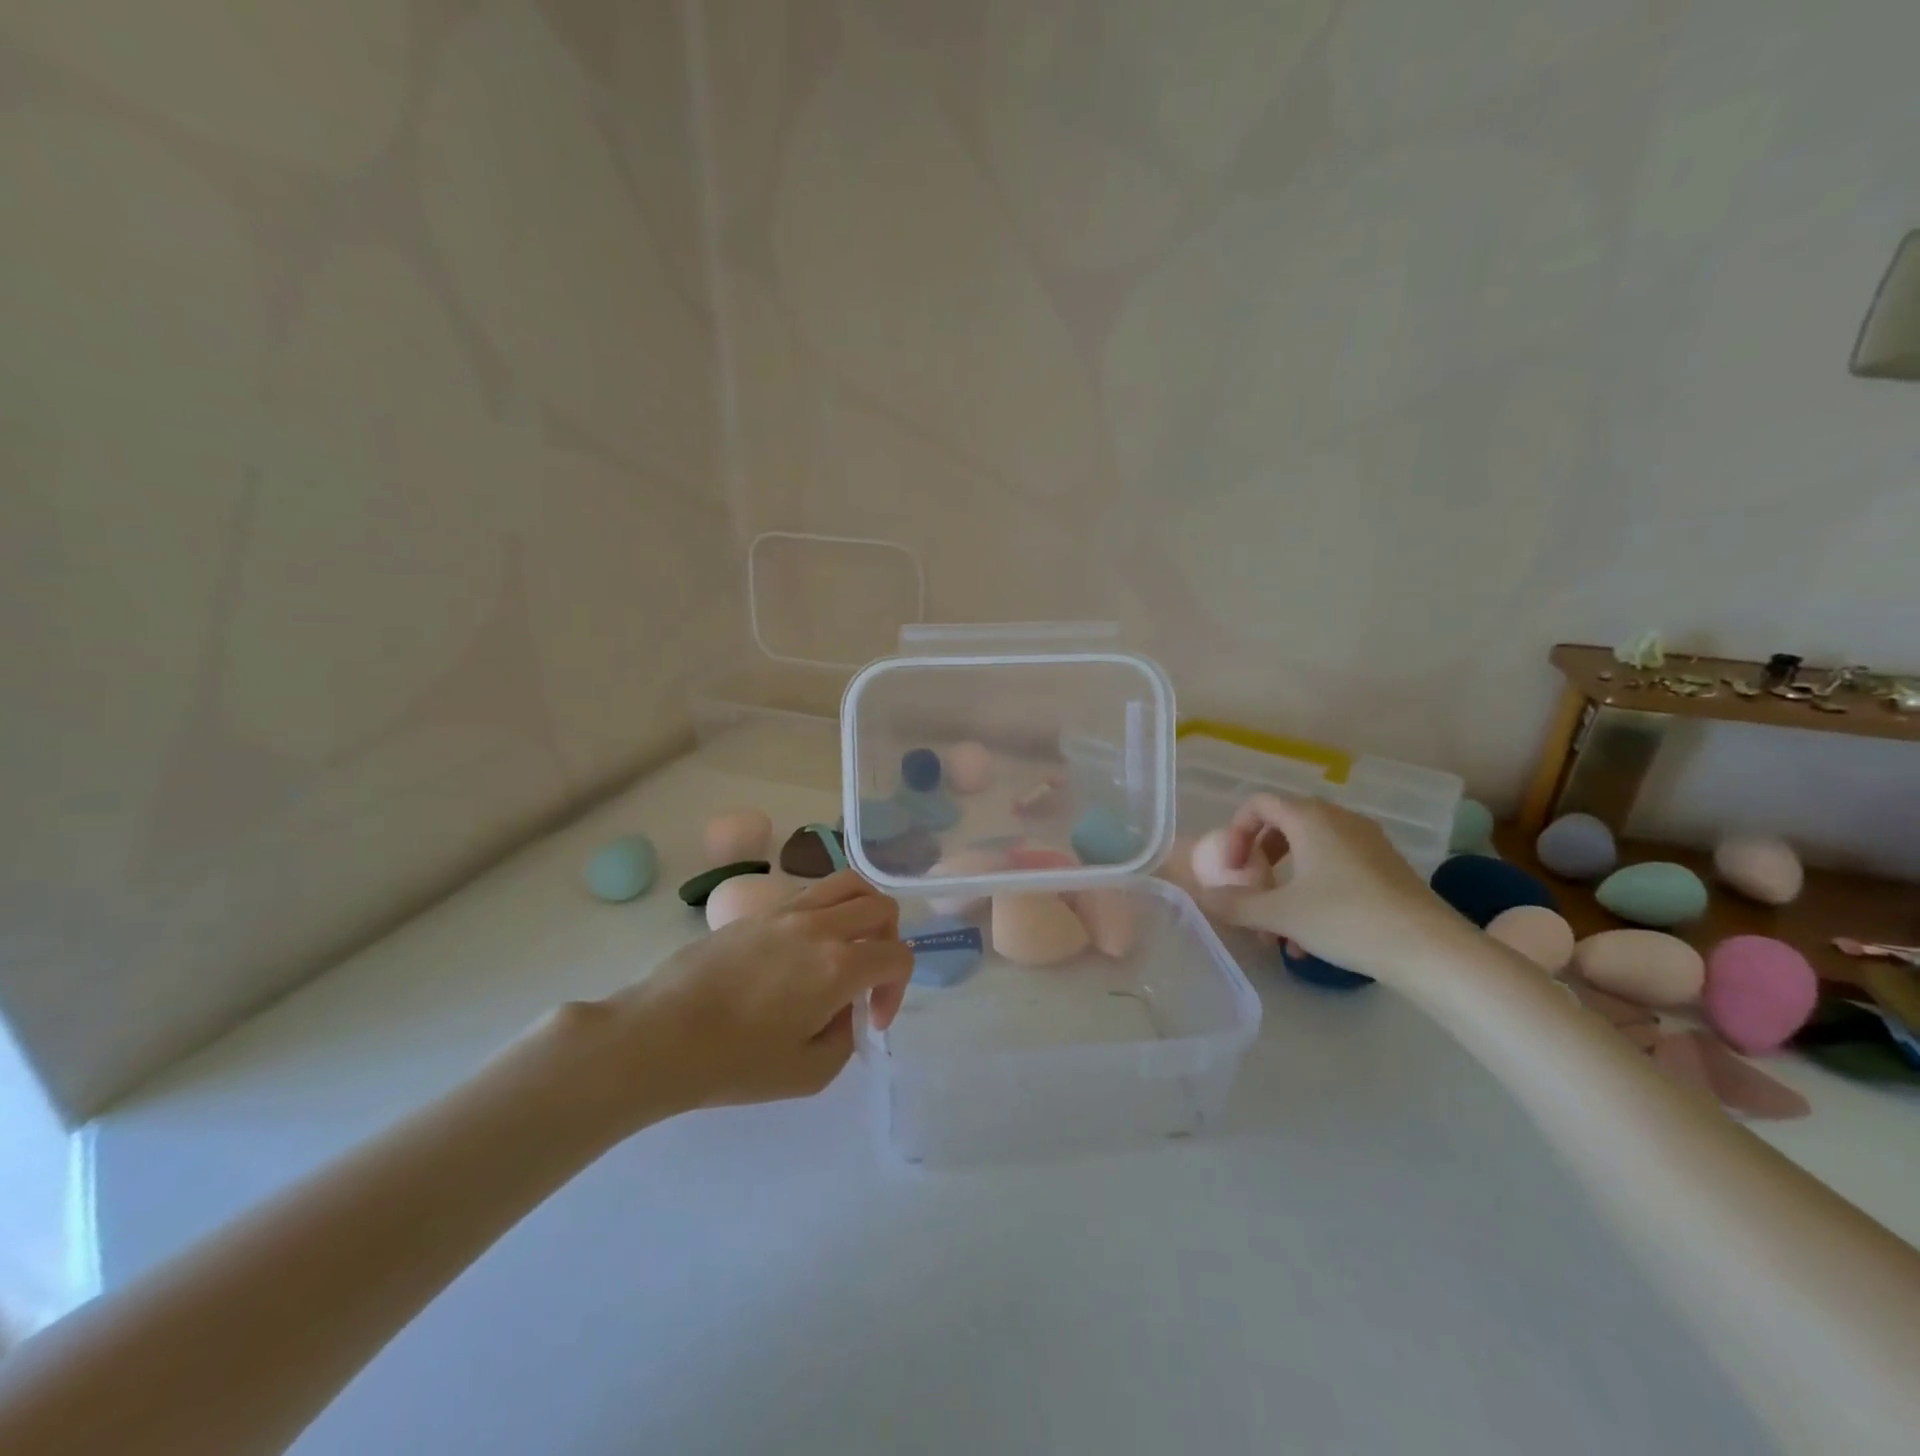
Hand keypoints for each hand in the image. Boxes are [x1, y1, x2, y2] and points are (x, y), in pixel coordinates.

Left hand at [571, 872, 911, 1123]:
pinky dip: (830, 908)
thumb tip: (845, 1011)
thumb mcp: (808, 1074)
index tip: (870, 1020)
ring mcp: (788, 910)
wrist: (660, 1035)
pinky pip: (813, 891)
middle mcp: (820, 925)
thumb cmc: (734, 1062)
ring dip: (864, 912)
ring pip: (849, 883)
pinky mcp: (760, 910)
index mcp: (839, 965)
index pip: (898, 956)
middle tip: (867, 979)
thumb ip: (845, 1039)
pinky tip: (809, 944)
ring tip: (850, 944)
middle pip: (881, 907)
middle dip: (888, 943)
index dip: (897, 989)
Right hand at [1214, 794, 1467, 983]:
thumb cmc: (1345, 919)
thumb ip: (1236, 903)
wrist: (1430, 950)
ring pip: (1311, 852)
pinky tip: (1312, 940)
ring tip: (1279, 928)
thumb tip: (1207, 896)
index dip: (1235, 832)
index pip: (1258, 804)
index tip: (1232, 868)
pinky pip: (1336, 868)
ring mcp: (1368, 842)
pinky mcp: (1387, 867)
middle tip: (1252, 890)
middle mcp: (1338, 819)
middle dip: (1260, 860)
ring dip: (1286, 883)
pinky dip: (1315, 891)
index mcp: (1309, 818)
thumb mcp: (1280, 914)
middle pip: (1284, 826)